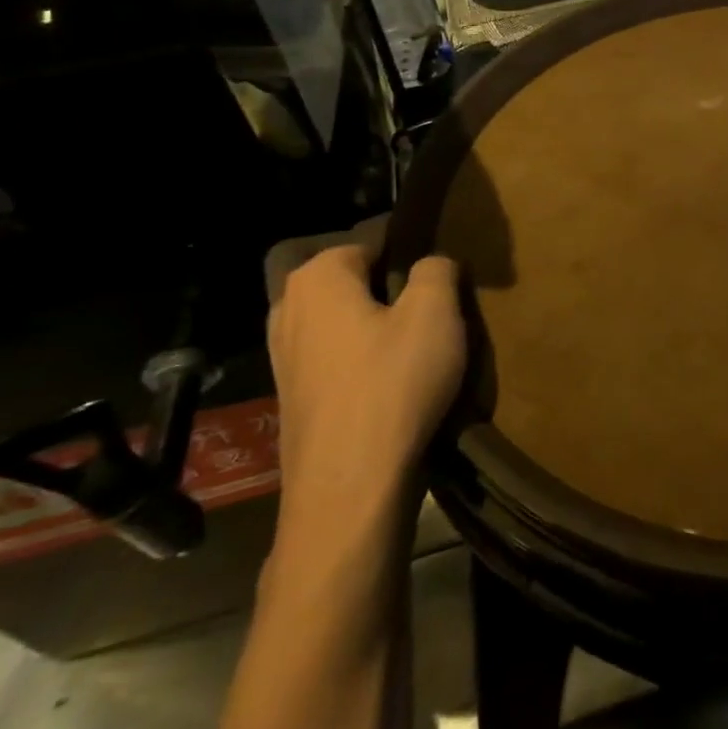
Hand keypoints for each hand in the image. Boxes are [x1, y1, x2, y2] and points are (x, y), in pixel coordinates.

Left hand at [266, 225, 466, 513]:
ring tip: (422, 351)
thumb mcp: (436, 311)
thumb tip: (430, 264)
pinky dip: (367, 362)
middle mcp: (289, 308)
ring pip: (349, 322)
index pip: (375, 242)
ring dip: (382, 330)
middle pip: (359, 283)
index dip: (413, 257)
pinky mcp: (293, 396)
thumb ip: (436, 269)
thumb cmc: (394, 383)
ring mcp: (284, 356)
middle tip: (437, 315)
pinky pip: (340, 358)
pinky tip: (395, 383)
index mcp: (317, 277)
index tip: (442, 283)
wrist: (350, 486)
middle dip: (395, 293)